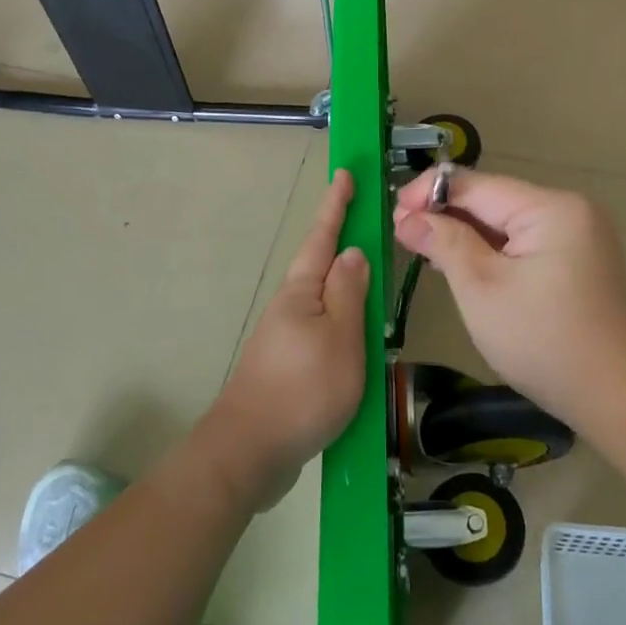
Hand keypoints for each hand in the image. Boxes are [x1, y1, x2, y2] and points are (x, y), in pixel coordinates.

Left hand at [205, 170, 368, 509]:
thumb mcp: (339, 337)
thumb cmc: (303, 389)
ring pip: (324, 299)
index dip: (336, 205)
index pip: (323, 237)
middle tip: (368, 222)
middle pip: (320, 265)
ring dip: (346, 284)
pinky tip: (358, 335)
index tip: (345, 173)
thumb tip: (353, 253)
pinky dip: (343, 321)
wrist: (251, 452)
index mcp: (301, 291)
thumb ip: (349, 293)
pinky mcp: (289, 364)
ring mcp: (287, 336)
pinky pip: (323, 329)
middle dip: (343, 241)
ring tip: (374, 280)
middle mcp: (290, 306)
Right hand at [393, 169, 625, 422]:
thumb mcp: (482, 289)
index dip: (430, 193)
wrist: (612, 395)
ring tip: (422, 247)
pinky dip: (491, 249)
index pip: (478, 185)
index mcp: (551, 208)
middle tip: (402, 234)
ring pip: (506, 221)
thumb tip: (408, 217)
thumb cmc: (541, 341)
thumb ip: (445, 243)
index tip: (393, 212)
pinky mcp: (577, 257)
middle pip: (493, 200)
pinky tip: (461, 261)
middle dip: (447, 215)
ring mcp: (578, 233)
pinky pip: (524, 240)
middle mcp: (569, 209)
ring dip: (465, 233)